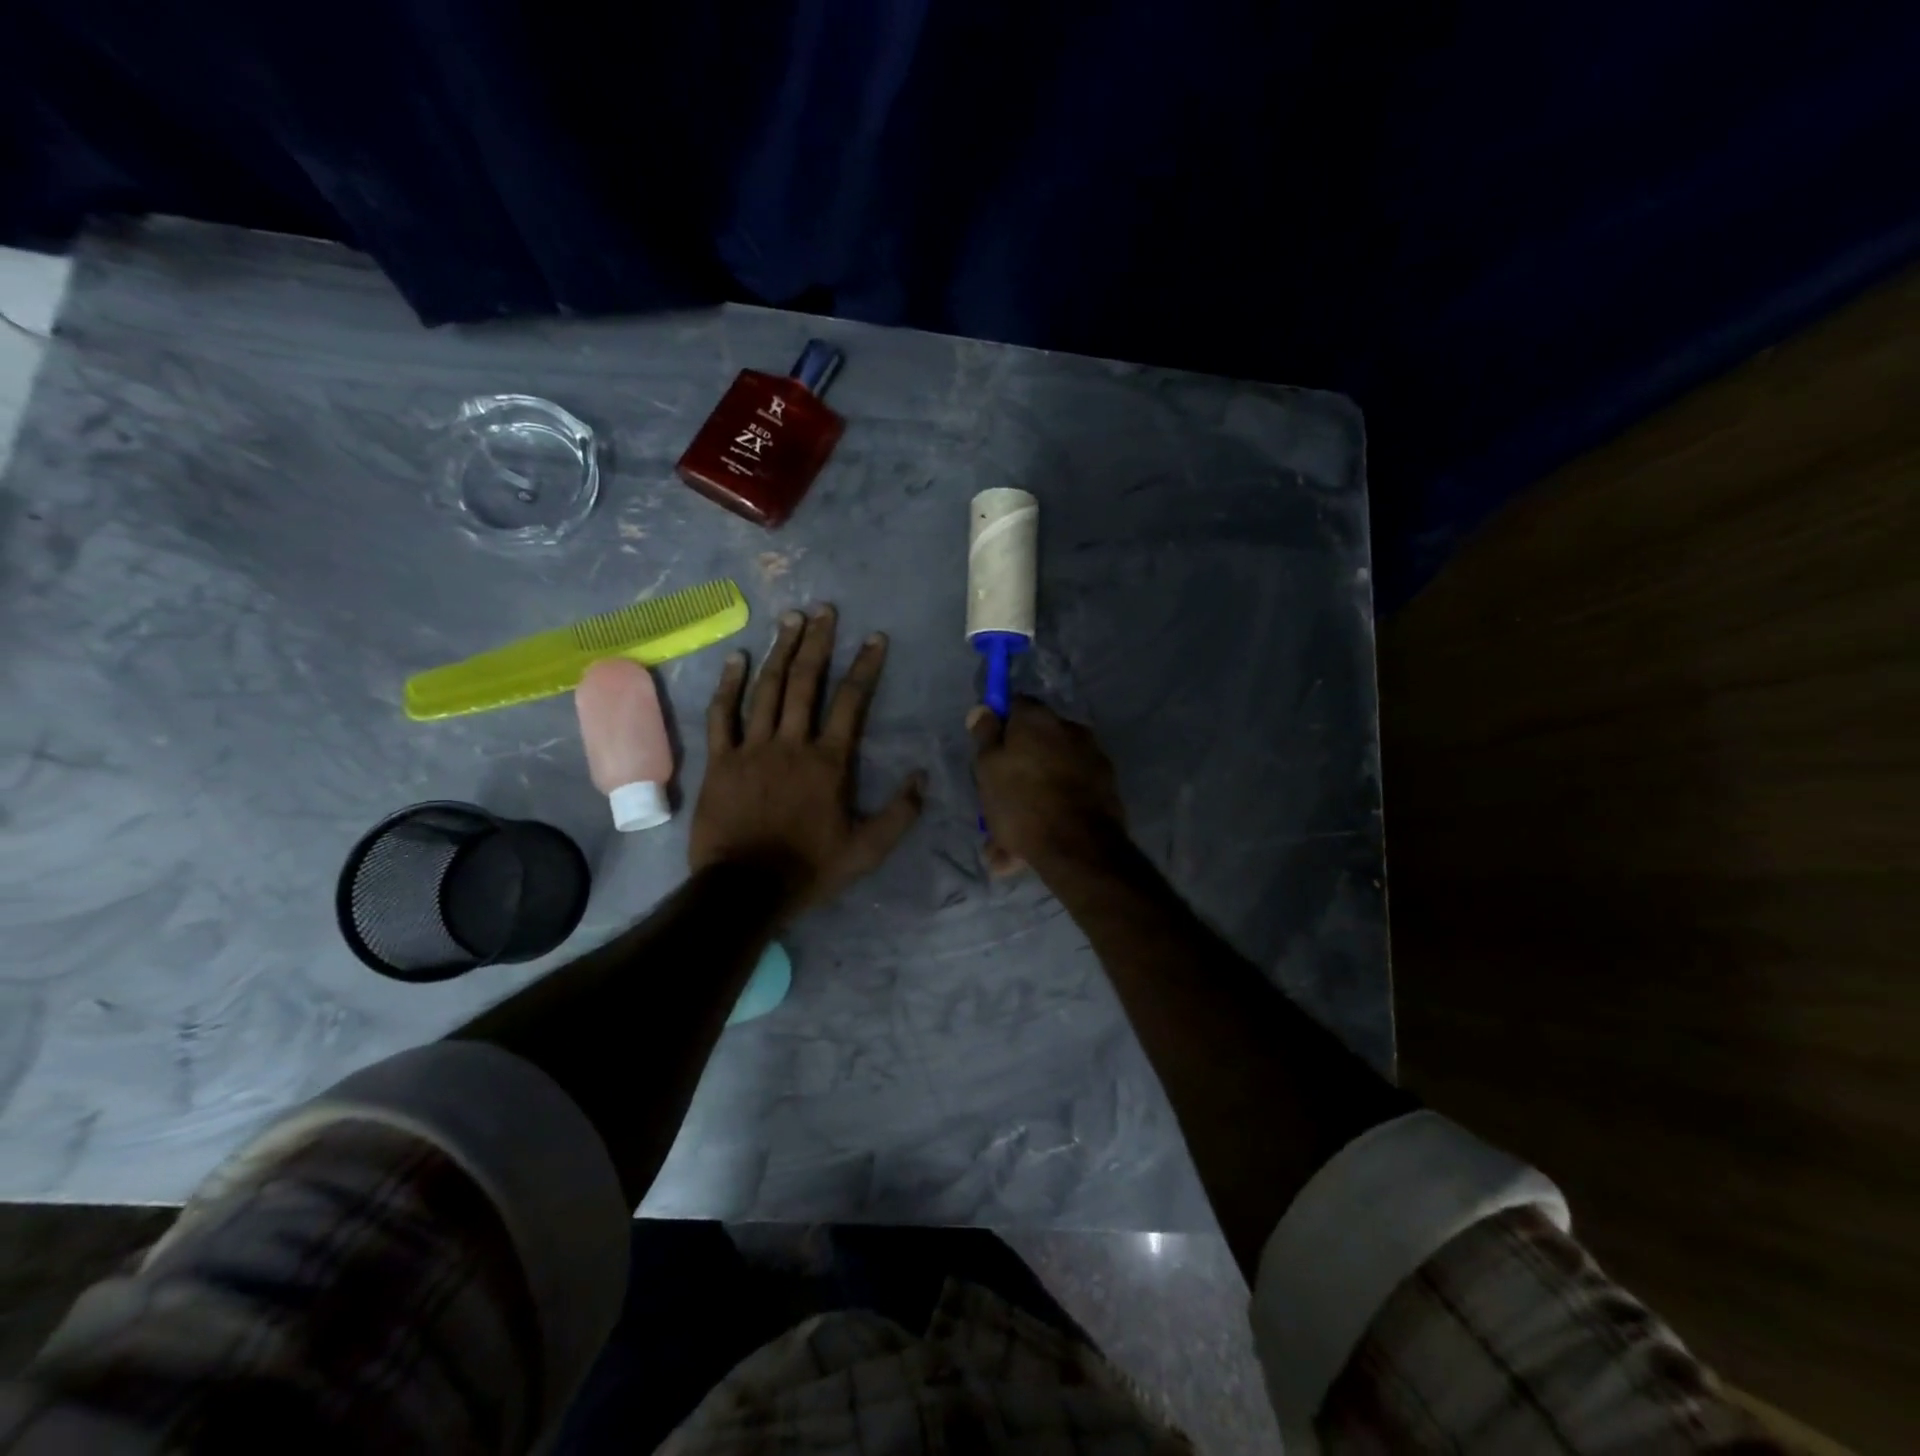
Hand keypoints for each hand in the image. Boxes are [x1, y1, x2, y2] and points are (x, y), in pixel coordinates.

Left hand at [693, 605, 924, 918]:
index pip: (851, 702)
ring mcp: (752, 748)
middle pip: (806, 682)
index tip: (875, 638)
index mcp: (829, 762)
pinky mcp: (721, 760)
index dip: (865, 667)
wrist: (745, 888)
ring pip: (767, 689)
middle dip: (818, 643)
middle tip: (824, 610)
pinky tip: (738, 658)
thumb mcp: (867, 850)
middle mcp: (792, 743)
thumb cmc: (809, 868)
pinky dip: (729, 684)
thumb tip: (921, 777)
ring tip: (790, 619)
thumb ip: (899, 814)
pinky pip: (723, 714)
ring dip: (780, 651)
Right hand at [969, 697, 1125, 877]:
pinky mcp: (1106, 788)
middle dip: (1016, 770)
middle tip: (996, 802)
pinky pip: (1069, 795)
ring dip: (1032, 798)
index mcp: (1039, 719)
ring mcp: (1093, 758)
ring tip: (1008, 843)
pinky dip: (1053, 812)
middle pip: (1035, 743)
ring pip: (1051, 775)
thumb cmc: (1023, 802)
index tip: (988, 751)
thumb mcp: (988, 768)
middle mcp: (1071, 729)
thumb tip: (983, 709)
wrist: (1079, 847)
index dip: (1000, 725)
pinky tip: (1030, 849)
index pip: (1015, 705)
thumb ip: (986, 736)